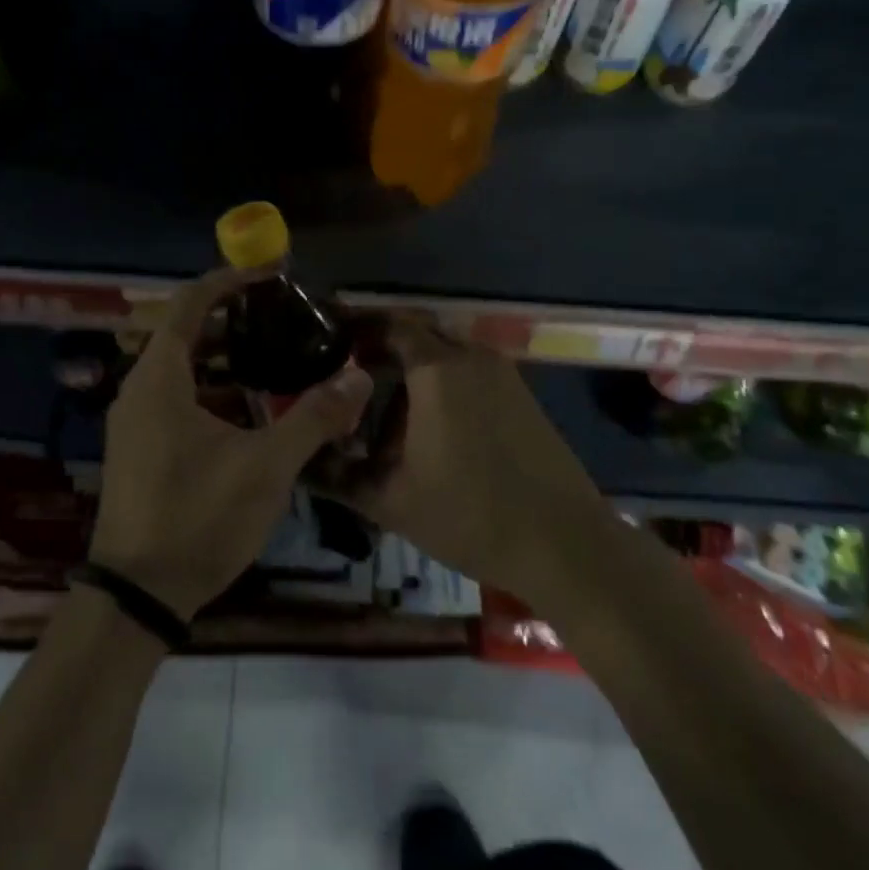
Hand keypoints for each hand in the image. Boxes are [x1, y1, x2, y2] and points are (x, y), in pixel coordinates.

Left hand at [88, 267, 372, 620]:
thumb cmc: (197, 517)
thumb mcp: (265, 466)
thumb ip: (314, 417)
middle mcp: (140, 389)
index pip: (190, 303)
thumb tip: (359, 375)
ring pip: (183, 370)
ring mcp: (135, 421)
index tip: (271, 275)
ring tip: (277, 358)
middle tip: (284, 318)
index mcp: (160, 378)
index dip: (229, 280)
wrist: (136, 596)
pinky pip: (177, 398)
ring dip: (226, 359)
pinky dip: (213, 391)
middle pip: (186, 333)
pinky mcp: (139, 448)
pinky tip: (251, 412)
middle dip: (235, 320)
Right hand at [322, 317, 606, 608]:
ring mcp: (501, 374)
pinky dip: (439, 383)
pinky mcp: (520, 395)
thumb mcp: (391, 500)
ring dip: (411, 370)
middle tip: (347, 376)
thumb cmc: (472, 516)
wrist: (567, 545)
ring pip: (443, 354)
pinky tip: (425, 426)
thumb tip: (300, 458)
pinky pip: (467, 372)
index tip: (326, 342)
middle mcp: (470, 357)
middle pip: (417, 334)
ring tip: (381, 408)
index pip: (388, 324)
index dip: (354, 328)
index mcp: (437, 369)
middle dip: (380, 348)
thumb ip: (338, 475)